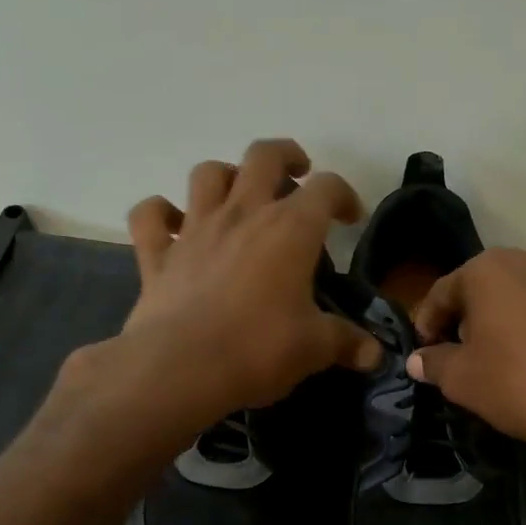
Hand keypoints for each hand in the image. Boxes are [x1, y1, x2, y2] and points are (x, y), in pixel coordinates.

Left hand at [113, 139, 380, 425]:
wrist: (180, 368)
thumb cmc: (258, 349)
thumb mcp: (314, 348)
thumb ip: (346, 343)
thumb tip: (375, 355)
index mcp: (289, 229)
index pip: (326, 188)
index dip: (344, 195)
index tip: (351, 219)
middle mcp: (242, 214)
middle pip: (263, 156)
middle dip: (285, 156)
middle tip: (296, 175)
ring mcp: (195, 229)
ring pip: (207, 174)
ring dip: (225, 176)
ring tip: (238, 196)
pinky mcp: (157, 254)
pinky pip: (150, 215)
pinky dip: (160, 213)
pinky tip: (173, 225)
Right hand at [407, 249, 525, 456]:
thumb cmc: (518, 382)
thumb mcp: (462, 379)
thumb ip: (434, 363)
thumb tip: (417, 360)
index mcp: (488, 270)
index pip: (442, 292)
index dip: (427, 324)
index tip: (424, 352)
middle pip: (482, 289)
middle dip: (466, 319)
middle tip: (459, 355)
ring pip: (520, 299)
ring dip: (504, 322)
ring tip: (501, 360)